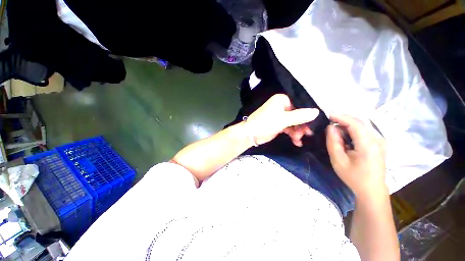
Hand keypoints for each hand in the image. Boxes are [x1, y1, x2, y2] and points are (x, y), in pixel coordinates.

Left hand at [246, 94, 318, 145]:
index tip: (314, 124)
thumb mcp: (283, 119)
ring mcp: (279, 116)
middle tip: (308, 134)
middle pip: (297, 115)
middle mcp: (281, 106)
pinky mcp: (278, 124)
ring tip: (298, 139)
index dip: (307, 114)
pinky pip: (288, 128)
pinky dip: (292, 134)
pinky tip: (297, 142)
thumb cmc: (265, 123)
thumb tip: (317, 111)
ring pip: (293, 123)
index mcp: (281, 100)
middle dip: (302, 125)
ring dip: (297, 131)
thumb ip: (300, 116)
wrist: (251, 134)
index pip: (299, 105)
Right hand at [326, 114, 385, 197]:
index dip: (341, 117)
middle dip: (343, 120)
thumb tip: (331, 127)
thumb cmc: (354, 176)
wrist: (371, 190)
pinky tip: (345, 137)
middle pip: (359, 123)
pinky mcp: (378, 144)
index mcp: (368, 144)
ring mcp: (380, 141)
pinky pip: (364, 132)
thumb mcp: (338, 160)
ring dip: (347, 125)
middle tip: (329, 123)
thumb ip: (333, 142)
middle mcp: (377, 140)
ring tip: (335, 132)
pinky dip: (352, 130)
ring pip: (362, 126)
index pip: (355, 124)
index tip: (328, 115)